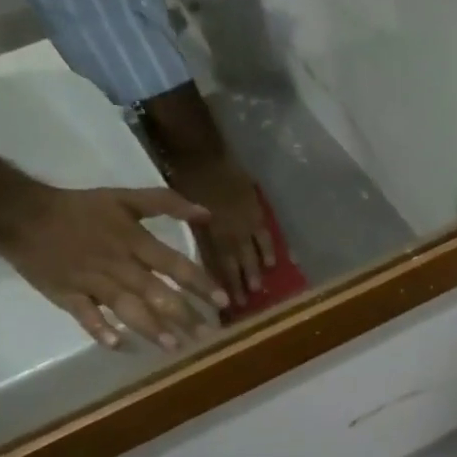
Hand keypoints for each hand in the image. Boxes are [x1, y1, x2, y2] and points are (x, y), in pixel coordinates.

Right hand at [0, 183, 226, 350]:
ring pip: (125, 307)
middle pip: (156, 292)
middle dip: (184, 315)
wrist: (19, 213)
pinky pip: (84, 314)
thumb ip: (166, 203)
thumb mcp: (124, 197)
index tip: (224, 302)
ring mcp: (91, 281)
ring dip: (150, 327)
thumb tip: (206, 213)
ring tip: (174, 346)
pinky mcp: (66, 295)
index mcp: (133, 241)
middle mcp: (117, 264)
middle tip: (208, 335)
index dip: (200, 283)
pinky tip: (117, 345)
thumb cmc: (79, 208)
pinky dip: (98, 329)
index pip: (174, 264)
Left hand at [138, 85, 275, 304]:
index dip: (221, 285)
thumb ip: (190, 233)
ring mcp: (245, 222)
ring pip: (252, 252)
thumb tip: (187, 257)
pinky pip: (266, 235)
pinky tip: (276, 263)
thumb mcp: (181, 210)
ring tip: (259, 289)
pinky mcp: (256, 210)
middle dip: (239, 285)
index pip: (217, 265)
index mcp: (209, 233)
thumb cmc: (183, 177)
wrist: (202, 150)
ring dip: (255, 272)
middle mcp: (229, 232)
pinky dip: (270, 249)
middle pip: (236, 264)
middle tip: (244, 305)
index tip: (224, 305)